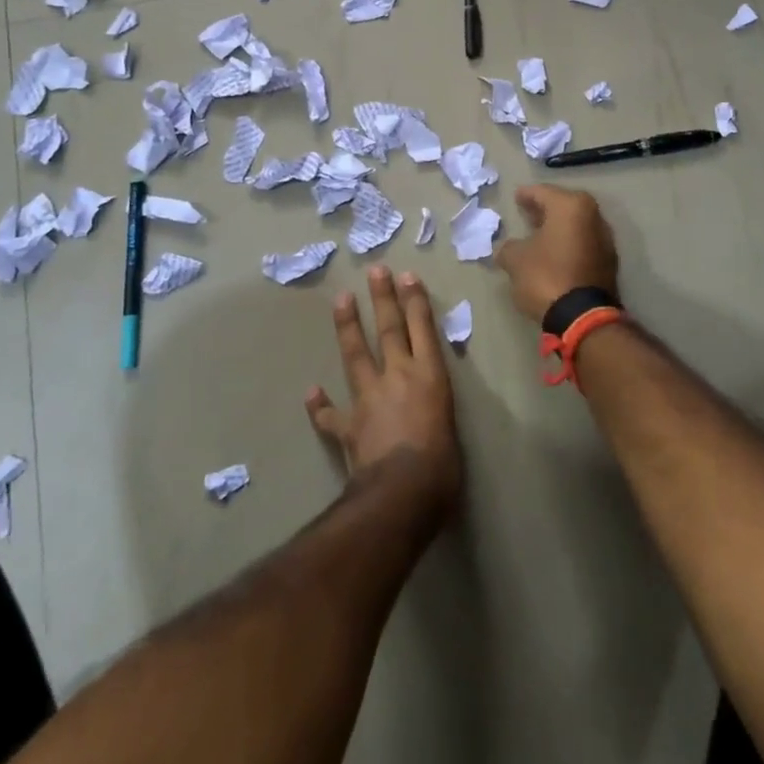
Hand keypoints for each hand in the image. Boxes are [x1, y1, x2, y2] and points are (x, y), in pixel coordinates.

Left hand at [306, 267, 461, 521]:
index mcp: (430, 377)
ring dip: (349, 327)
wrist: (402, 492)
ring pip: (356, 355)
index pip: (422, 329)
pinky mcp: (349, 425)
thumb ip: (437, 414)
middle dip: (383, 299)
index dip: (415, 301)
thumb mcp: (451, 430)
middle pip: (389, 330)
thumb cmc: (442, 467)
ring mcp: (369, 398)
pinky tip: (311, 392)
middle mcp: (398, 377)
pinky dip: (321, 404)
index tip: (406, 276)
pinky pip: (331, 413)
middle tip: (375, 271)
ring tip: (342, 300)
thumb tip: (429, 420)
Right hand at [495, 185, 620, 321]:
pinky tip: (555, 253)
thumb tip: (509, 249)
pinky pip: (584, 243)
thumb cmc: (546, 276)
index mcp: (570, 206)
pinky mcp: (609, 262)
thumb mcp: (516, 260)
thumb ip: (509, 247)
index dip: (527, 194)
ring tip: (539, 234)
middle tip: (527, 212)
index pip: (543, 192)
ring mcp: (605, 239)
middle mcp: (593, 216)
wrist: (583, 316)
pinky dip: (569, 243)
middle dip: (545, 209)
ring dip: (559, 227)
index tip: (516, 196)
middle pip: (564, 206)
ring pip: (576, 225)